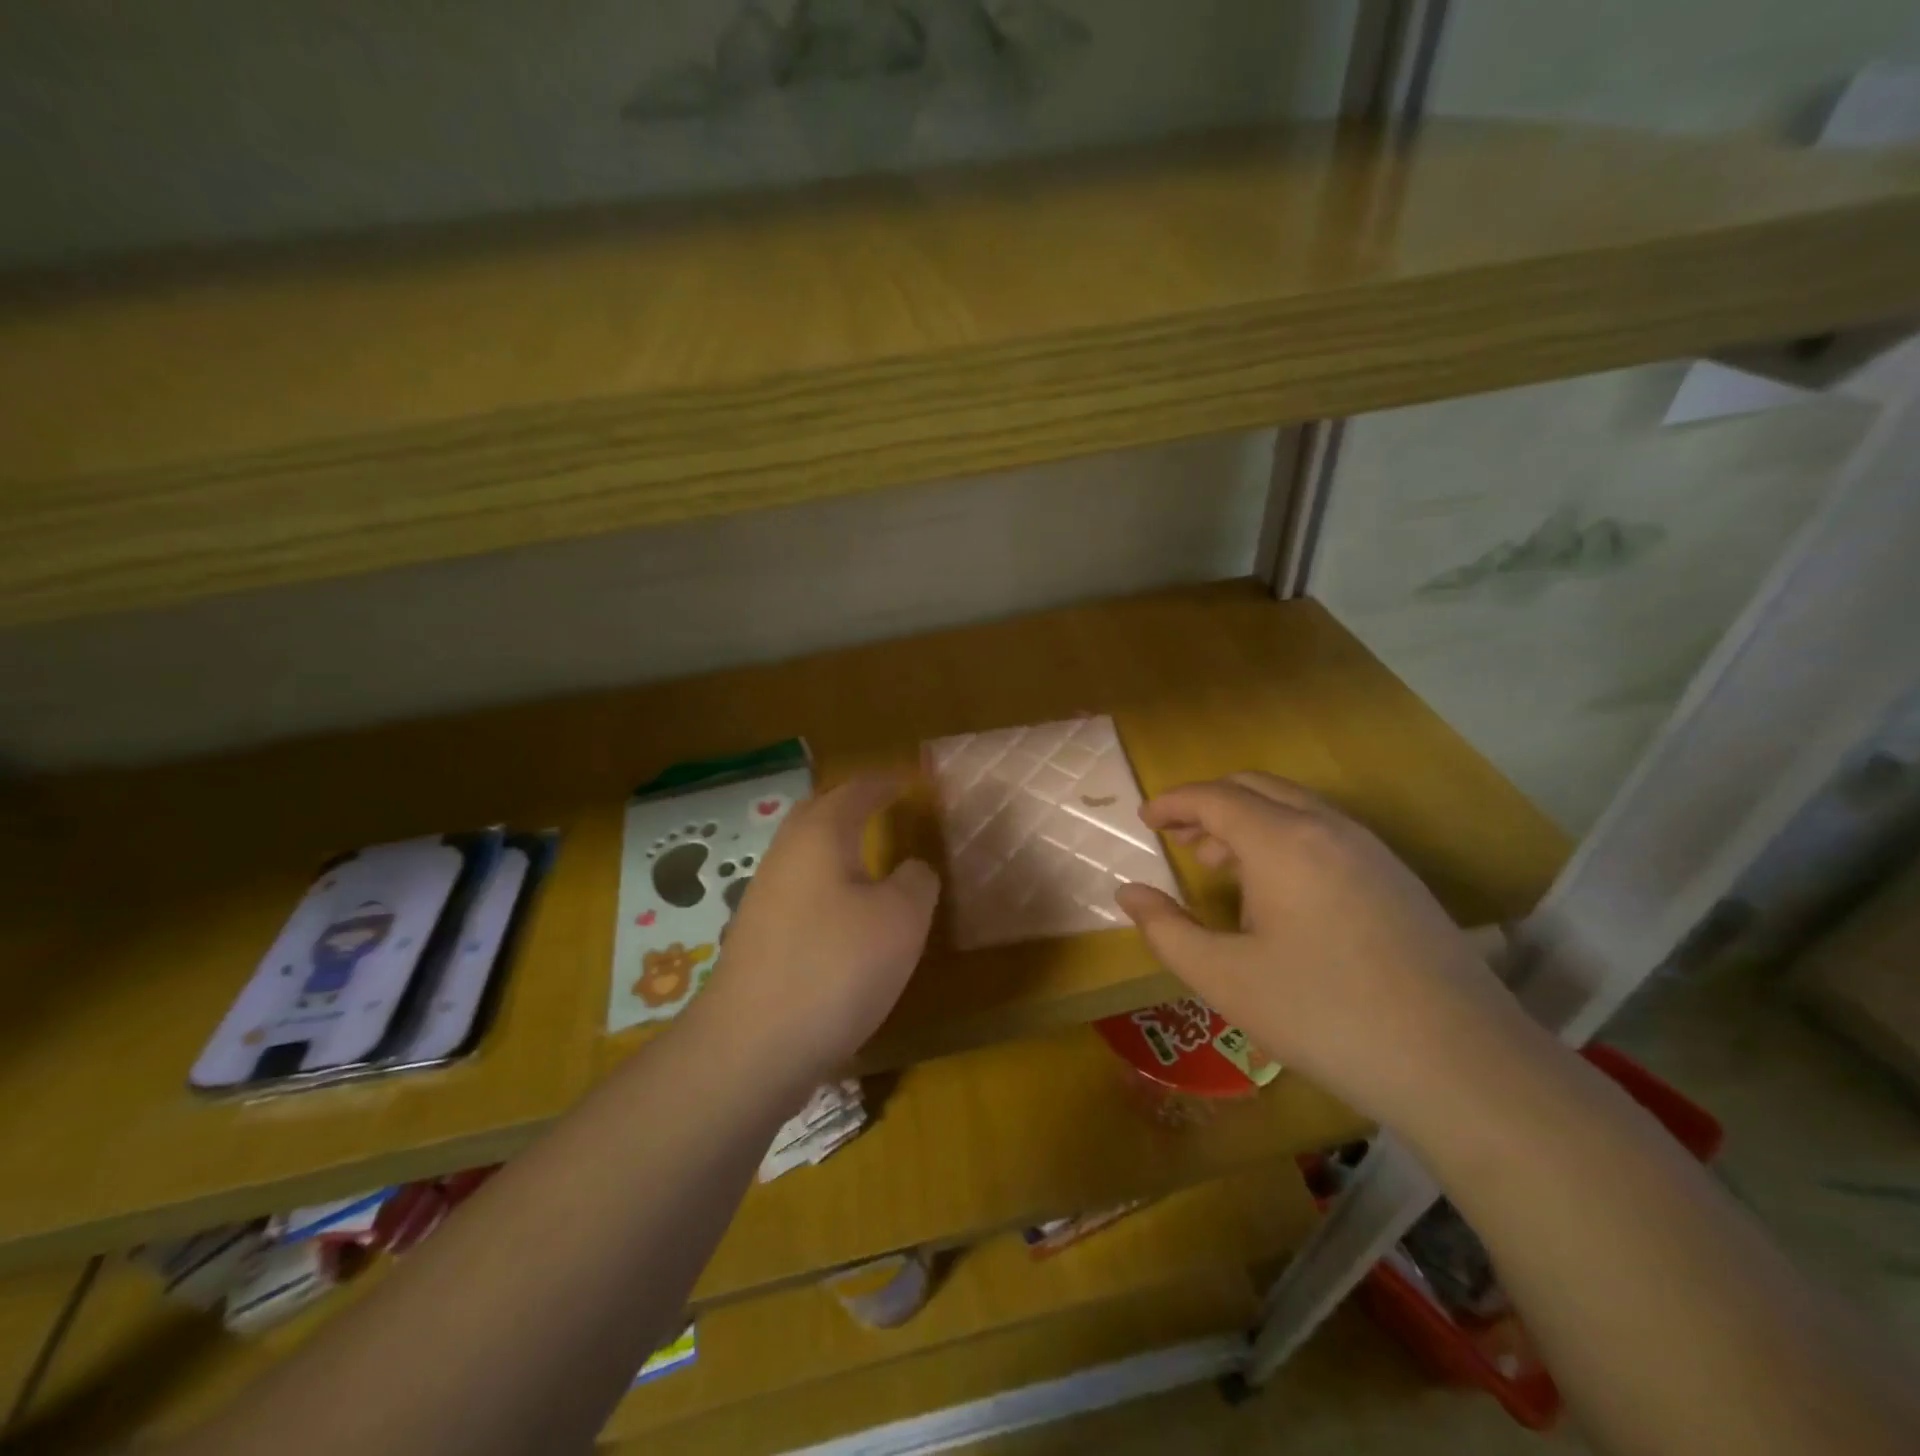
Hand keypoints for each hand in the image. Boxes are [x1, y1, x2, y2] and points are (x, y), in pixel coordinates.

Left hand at [698, 775, 938, 1089]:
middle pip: (817, 814)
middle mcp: (785, 856)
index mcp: (820, 836)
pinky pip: (798, 891)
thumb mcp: (901, 920)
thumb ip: (916, 882)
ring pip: (804, 855)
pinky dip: (826, 886)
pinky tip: (844, 915)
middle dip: (850, 806)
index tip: (910, 782)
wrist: (752, 1047)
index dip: (885, 784)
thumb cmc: (835, 967)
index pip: (856, 791)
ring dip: (836, 848)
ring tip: (870, 860)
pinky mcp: (757, 937)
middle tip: (884, 809)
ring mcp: (763, 897)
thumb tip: (913, 869)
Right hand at [1115, 773, 1542, 1133]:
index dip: (1173, 802)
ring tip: (1219, 864)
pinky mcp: (1397, 878)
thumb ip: (1166, 930)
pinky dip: (1284, 839)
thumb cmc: (1324, 1015)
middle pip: (1255, 787)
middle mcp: (1328, 828)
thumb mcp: (1225, 979)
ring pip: (1294, 807)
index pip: (1214, 797)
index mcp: (1283, 841)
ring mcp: (1371, 850)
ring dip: (1247, 821)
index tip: (1145, 819)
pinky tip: (1278, 893)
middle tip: (1177, 838)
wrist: (1461, 1064)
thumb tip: (1129, 893)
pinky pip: (1325, 832)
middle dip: (1208, 805)